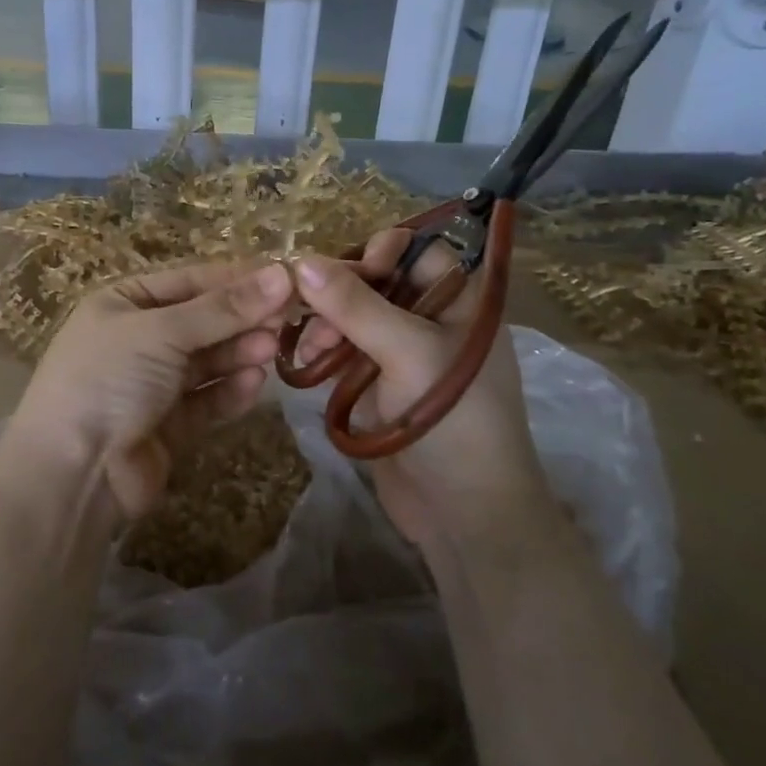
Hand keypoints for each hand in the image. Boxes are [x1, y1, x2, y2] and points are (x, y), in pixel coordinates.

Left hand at [6, 260, 293, 519]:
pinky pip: (205, 400)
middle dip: (242, 319)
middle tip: (288, 318)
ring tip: (273, 348)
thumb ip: (223, 308)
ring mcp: (151, 385)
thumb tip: (282, 274)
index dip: (237, 279)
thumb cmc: (108, 379)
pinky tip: (256, 383)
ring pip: (207, 362)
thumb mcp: (161, 331)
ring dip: (239, 353)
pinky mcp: (167, 426)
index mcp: (123, 303)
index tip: (286, 278)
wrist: (72, 472)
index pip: (190, 281)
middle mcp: (136, 339)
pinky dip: (229, 391)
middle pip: (202, 321)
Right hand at [292, 231, 550, 549]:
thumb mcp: (407, 351)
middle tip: (309, 311)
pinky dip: (325, 351)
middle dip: (341, 292)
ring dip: (327, 324)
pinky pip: (347, 350)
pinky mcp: (381, 384)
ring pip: (357, 316)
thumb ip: (355, 304)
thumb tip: (300, 261)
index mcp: (463, 302)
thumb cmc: (451, 419)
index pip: (419, 252)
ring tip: (309, 350)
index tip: (348, 272)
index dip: (382, 252)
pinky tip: (305, 362)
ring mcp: (406, 354)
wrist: (464, 512)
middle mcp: (435, 320)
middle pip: (379, 282)